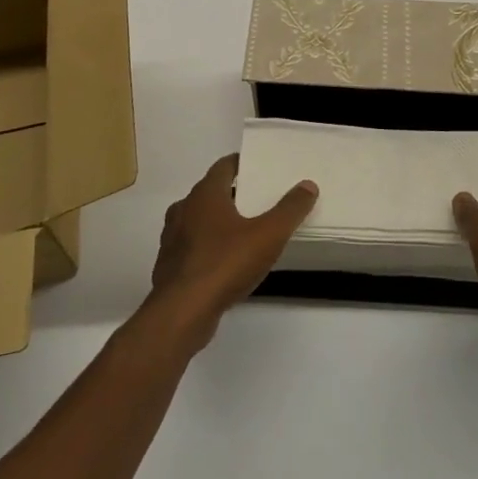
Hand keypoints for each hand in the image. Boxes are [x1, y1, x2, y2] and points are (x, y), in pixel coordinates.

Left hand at [147, 155, 317, 347]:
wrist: (181, 314)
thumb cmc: (225, 264)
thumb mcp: (268, 235)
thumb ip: (290, 209)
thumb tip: (308, 185)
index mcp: (205, 194)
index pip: (224, 166)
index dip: (242, 164)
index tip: (260, 168)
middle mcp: (184, 209)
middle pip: (211, 192)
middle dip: (234, 194)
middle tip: (259, 201)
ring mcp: (173, 238)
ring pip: (199, 220)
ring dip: (219, 222)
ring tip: (245, 232)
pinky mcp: (170, 266)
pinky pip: (192, 247)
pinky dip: (208, 248)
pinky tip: (225, 263)